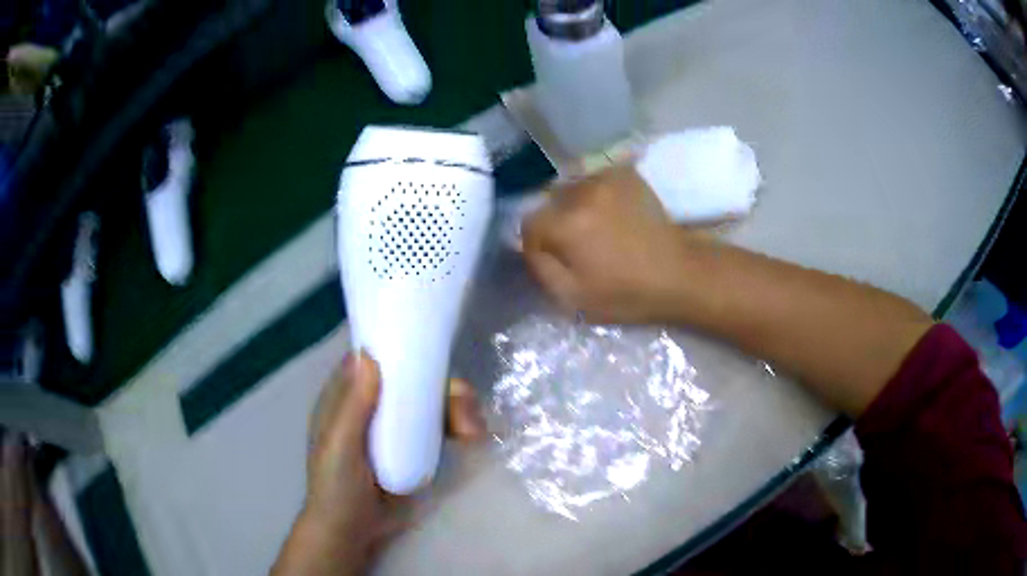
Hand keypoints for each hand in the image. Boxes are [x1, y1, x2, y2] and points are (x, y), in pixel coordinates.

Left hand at [272, 352, 484, 575]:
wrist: (354, 531)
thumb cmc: (336, 486)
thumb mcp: (338, 448)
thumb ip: (352, 407)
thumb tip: (369, 357)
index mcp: (348, 396)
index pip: (377, 360)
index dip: (404, 350)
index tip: (433, 354)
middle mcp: (375, 403)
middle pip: (415, 379)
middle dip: (443, 385)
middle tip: (464, 405)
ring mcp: (398, 425)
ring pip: (433, 400)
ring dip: (459, 406)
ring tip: (473, 430)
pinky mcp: (418, 446)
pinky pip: (442, 425)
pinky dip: (461, 424)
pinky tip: (473, 436)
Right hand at [522, 165, 697, 323]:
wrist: (680, 275)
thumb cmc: (627, 294)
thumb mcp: (573, 298)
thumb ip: (541, 268)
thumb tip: (528, 245)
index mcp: (568, 225)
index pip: (529, 223)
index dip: (537, 244)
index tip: (554, 258)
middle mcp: (583, 192)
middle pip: (550, 203)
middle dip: (557, 223)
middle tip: (578, 246)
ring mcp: (607, 178)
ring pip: (572, 189)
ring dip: (576, 207)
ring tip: (598, 229)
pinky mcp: (626, 174)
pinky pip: (595, 181)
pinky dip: (596, 195)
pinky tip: (612, 214)